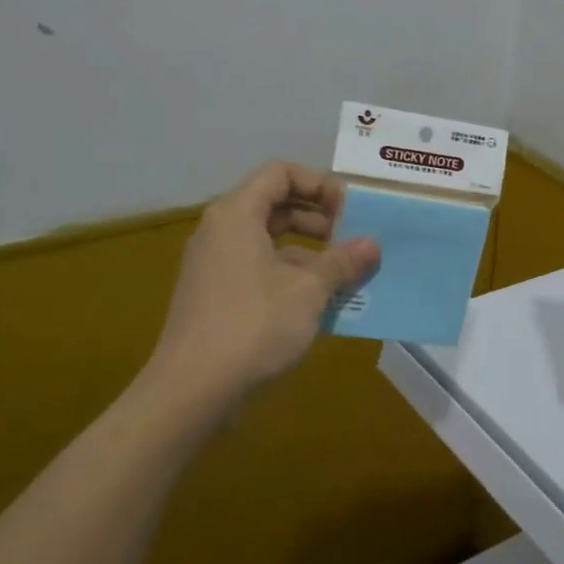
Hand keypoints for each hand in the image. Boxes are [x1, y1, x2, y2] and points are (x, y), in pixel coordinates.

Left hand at [149, 162, 378, 402]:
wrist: (191, 390)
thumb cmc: (253, 326)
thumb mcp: (309, 290)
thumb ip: (342, 261)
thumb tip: (372, 244)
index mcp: (237, 214)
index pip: (281, 173)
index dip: (319, 184)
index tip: (349, 212)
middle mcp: (221, 230)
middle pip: (275, 203)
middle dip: (319, 217)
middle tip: (351, 239)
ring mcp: (215, 264)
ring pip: (269, 239)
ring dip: (309, 250)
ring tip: (343, 274)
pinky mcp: (216, 294)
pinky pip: (259, 267)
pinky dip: (291, 274)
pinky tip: (319, 302)